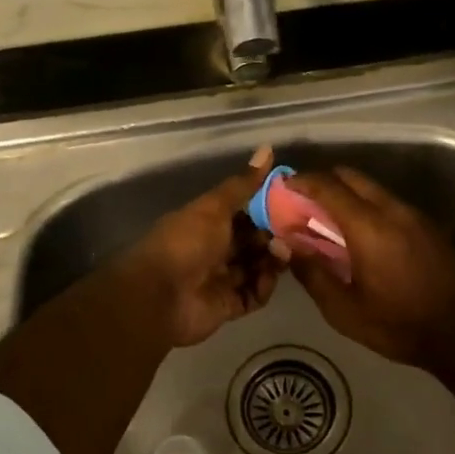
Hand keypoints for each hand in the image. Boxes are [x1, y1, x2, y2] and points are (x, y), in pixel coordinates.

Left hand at [119, 146, 285, 347]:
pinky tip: (268, 277)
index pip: (244, 213)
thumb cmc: (186, 243)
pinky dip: (264, 286)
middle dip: (274, 236)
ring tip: (284, 253)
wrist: (161, 296)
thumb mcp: (215, 208)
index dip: (267, 209)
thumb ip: (243, 185)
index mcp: (208, 223)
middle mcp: (216, 249)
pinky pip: (255, 294)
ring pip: (258, 267)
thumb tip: (267, 148)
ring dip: (273, 260)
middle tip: (293, 232)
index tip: (292, 203)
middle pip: (254, 241)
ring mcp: (223, 278)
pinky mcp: (229, 305)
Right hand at [283, 167, 454, 366]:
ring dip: (347, 195)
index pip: (328, 186)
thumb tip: (286, 244)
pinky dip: (367, 207)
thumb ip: (313, 273)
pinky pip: (389, 204)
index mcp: (368, 226)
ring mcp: (415, 215)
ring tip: (329, 221)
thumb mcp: (345, 310)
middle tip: (303, 204)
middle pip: (352, 177)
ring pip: (373, 189)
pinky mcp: (428, 226)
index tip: (282, 187)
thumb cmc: (399, 325)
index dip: (302, 181)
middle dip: (324, 182)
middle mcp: (392, 210)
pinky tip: (361, 236)